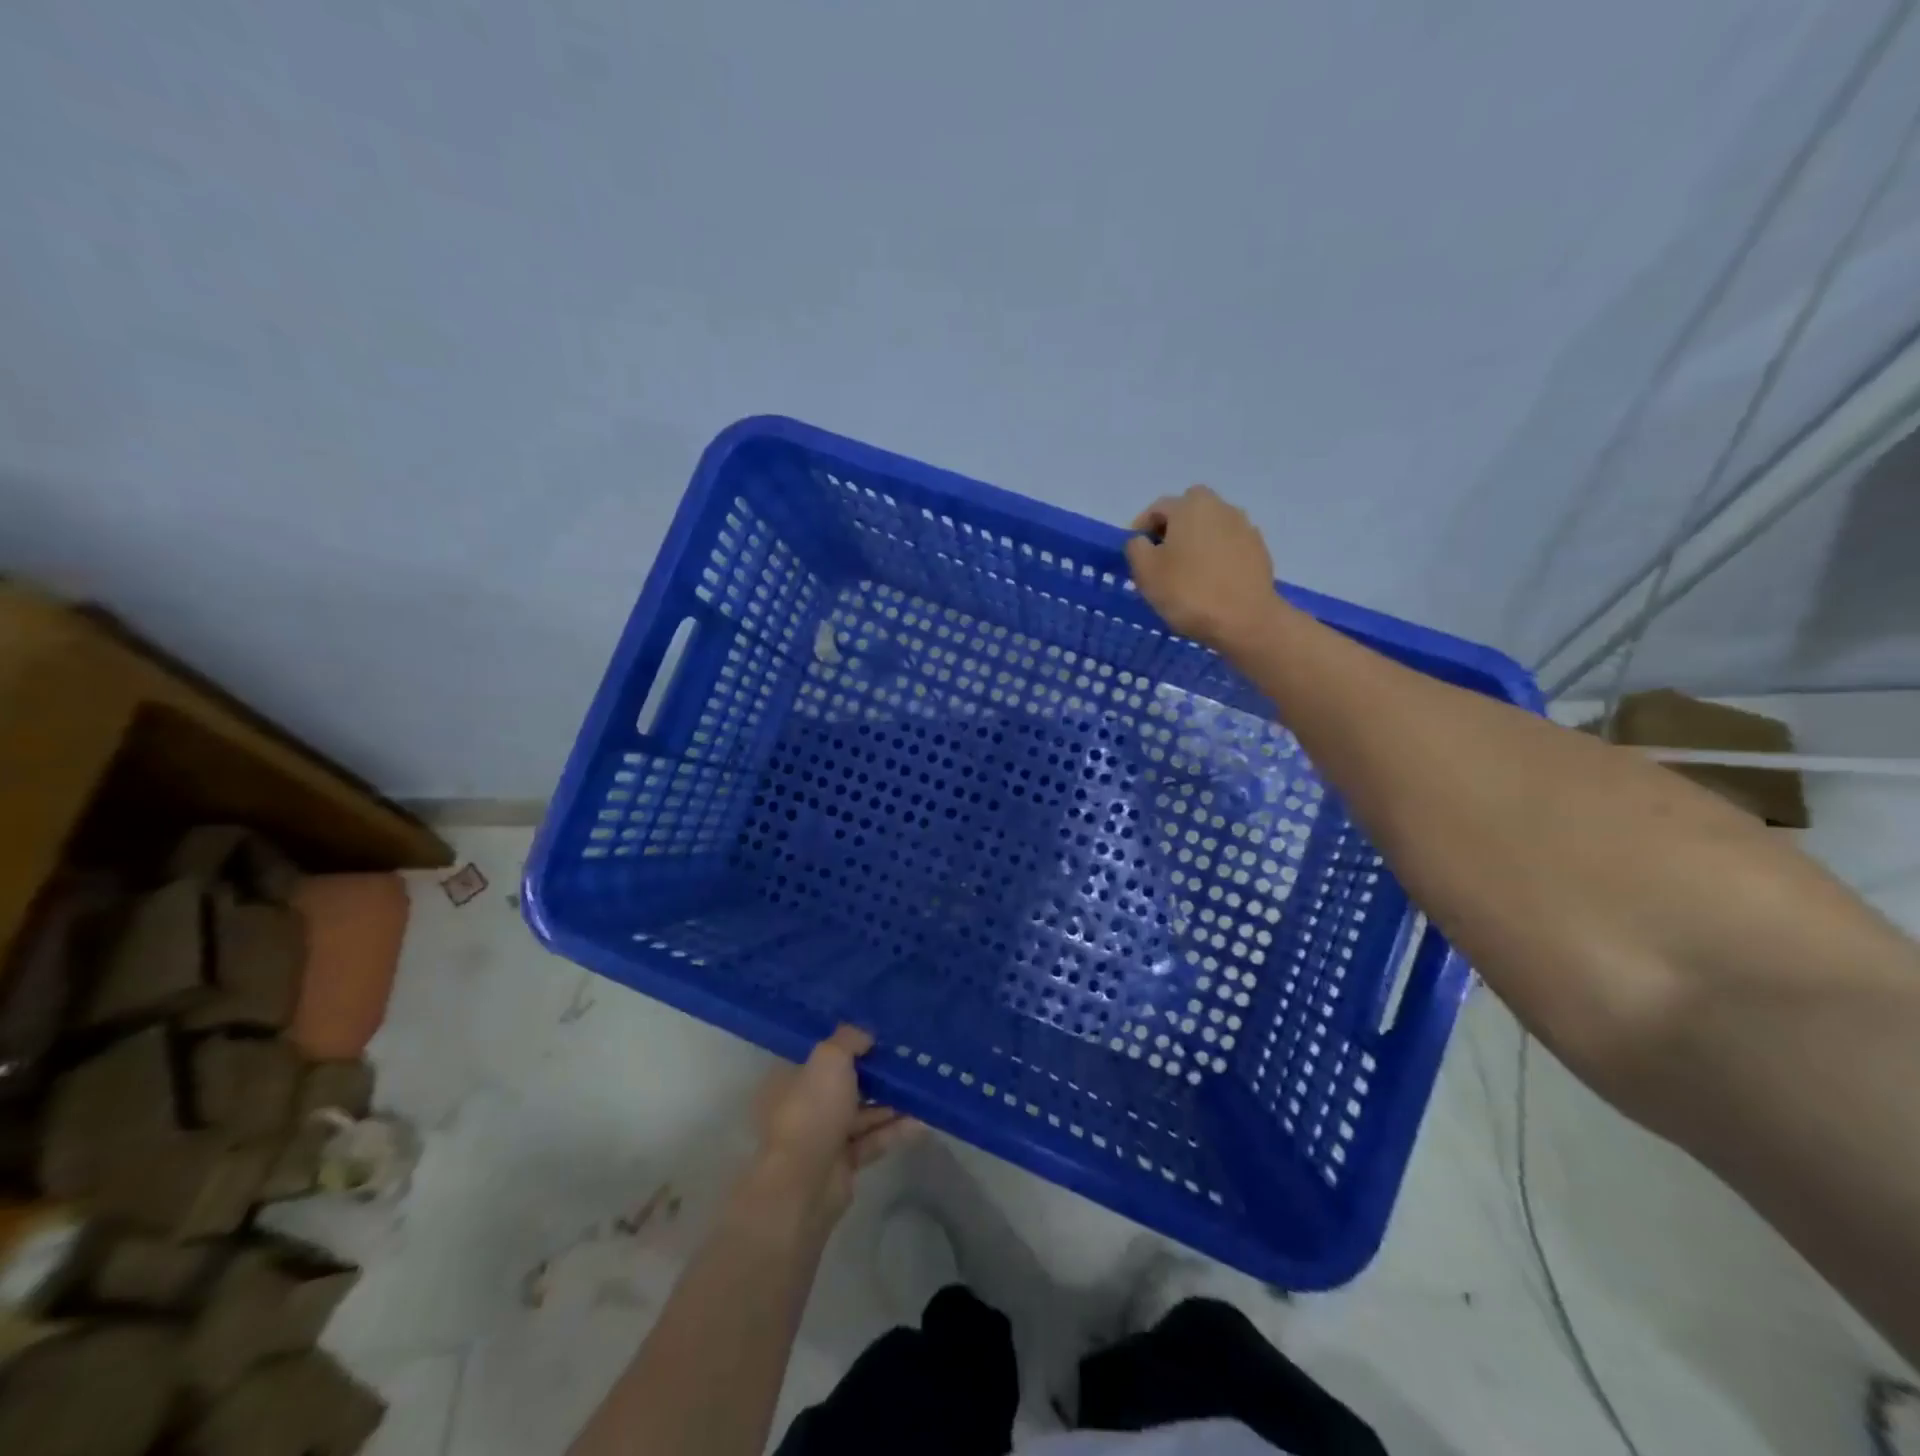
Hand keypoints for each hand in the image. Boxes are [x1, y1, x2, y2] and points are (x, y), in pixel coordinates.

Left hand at [745, 1026, 922, 1230]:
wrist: (804, 1185)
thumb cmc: (812, 1110)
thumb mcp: (830, 1059)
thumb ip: (849, 1040)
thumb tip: (866, 1035)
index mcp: (790, 1079)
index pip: (819, 1055)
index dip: (847, 1044)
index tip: (877, 1035)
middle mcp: (804, 1106)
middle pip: (844, 1084)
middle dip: (875, 1074)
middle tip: (906, 1060)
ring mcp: (823, 1137)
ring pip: (861, 1113)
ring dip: (890, 1102)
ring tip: (921, 1087)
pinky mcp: (843, 1164)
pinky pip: (872, 1140)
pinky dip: (894, 1130)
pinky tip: (922, 1120)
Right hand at [1125, 486, 1283, 652]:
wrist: (1245, 620)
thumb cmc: (1188, 592)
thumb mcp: (1145, 571)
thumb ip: (1136, 547)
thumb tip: (1142, 541)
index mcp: (1190, 506)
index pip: (1157, 509)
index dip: (1140, 530)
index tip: (1135, 555)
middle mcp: (1220, 506)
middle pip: (1188, 512)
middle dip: (1172, 530)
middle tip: (1161, 558)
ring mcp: (1244, 527)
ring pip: (1210, 527)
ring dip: (1196, 542)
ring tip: (1187, 573)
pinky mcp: (1259, 550)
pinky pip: (1229, 546)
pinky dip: (1217, 556)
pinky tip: (1211, 581)